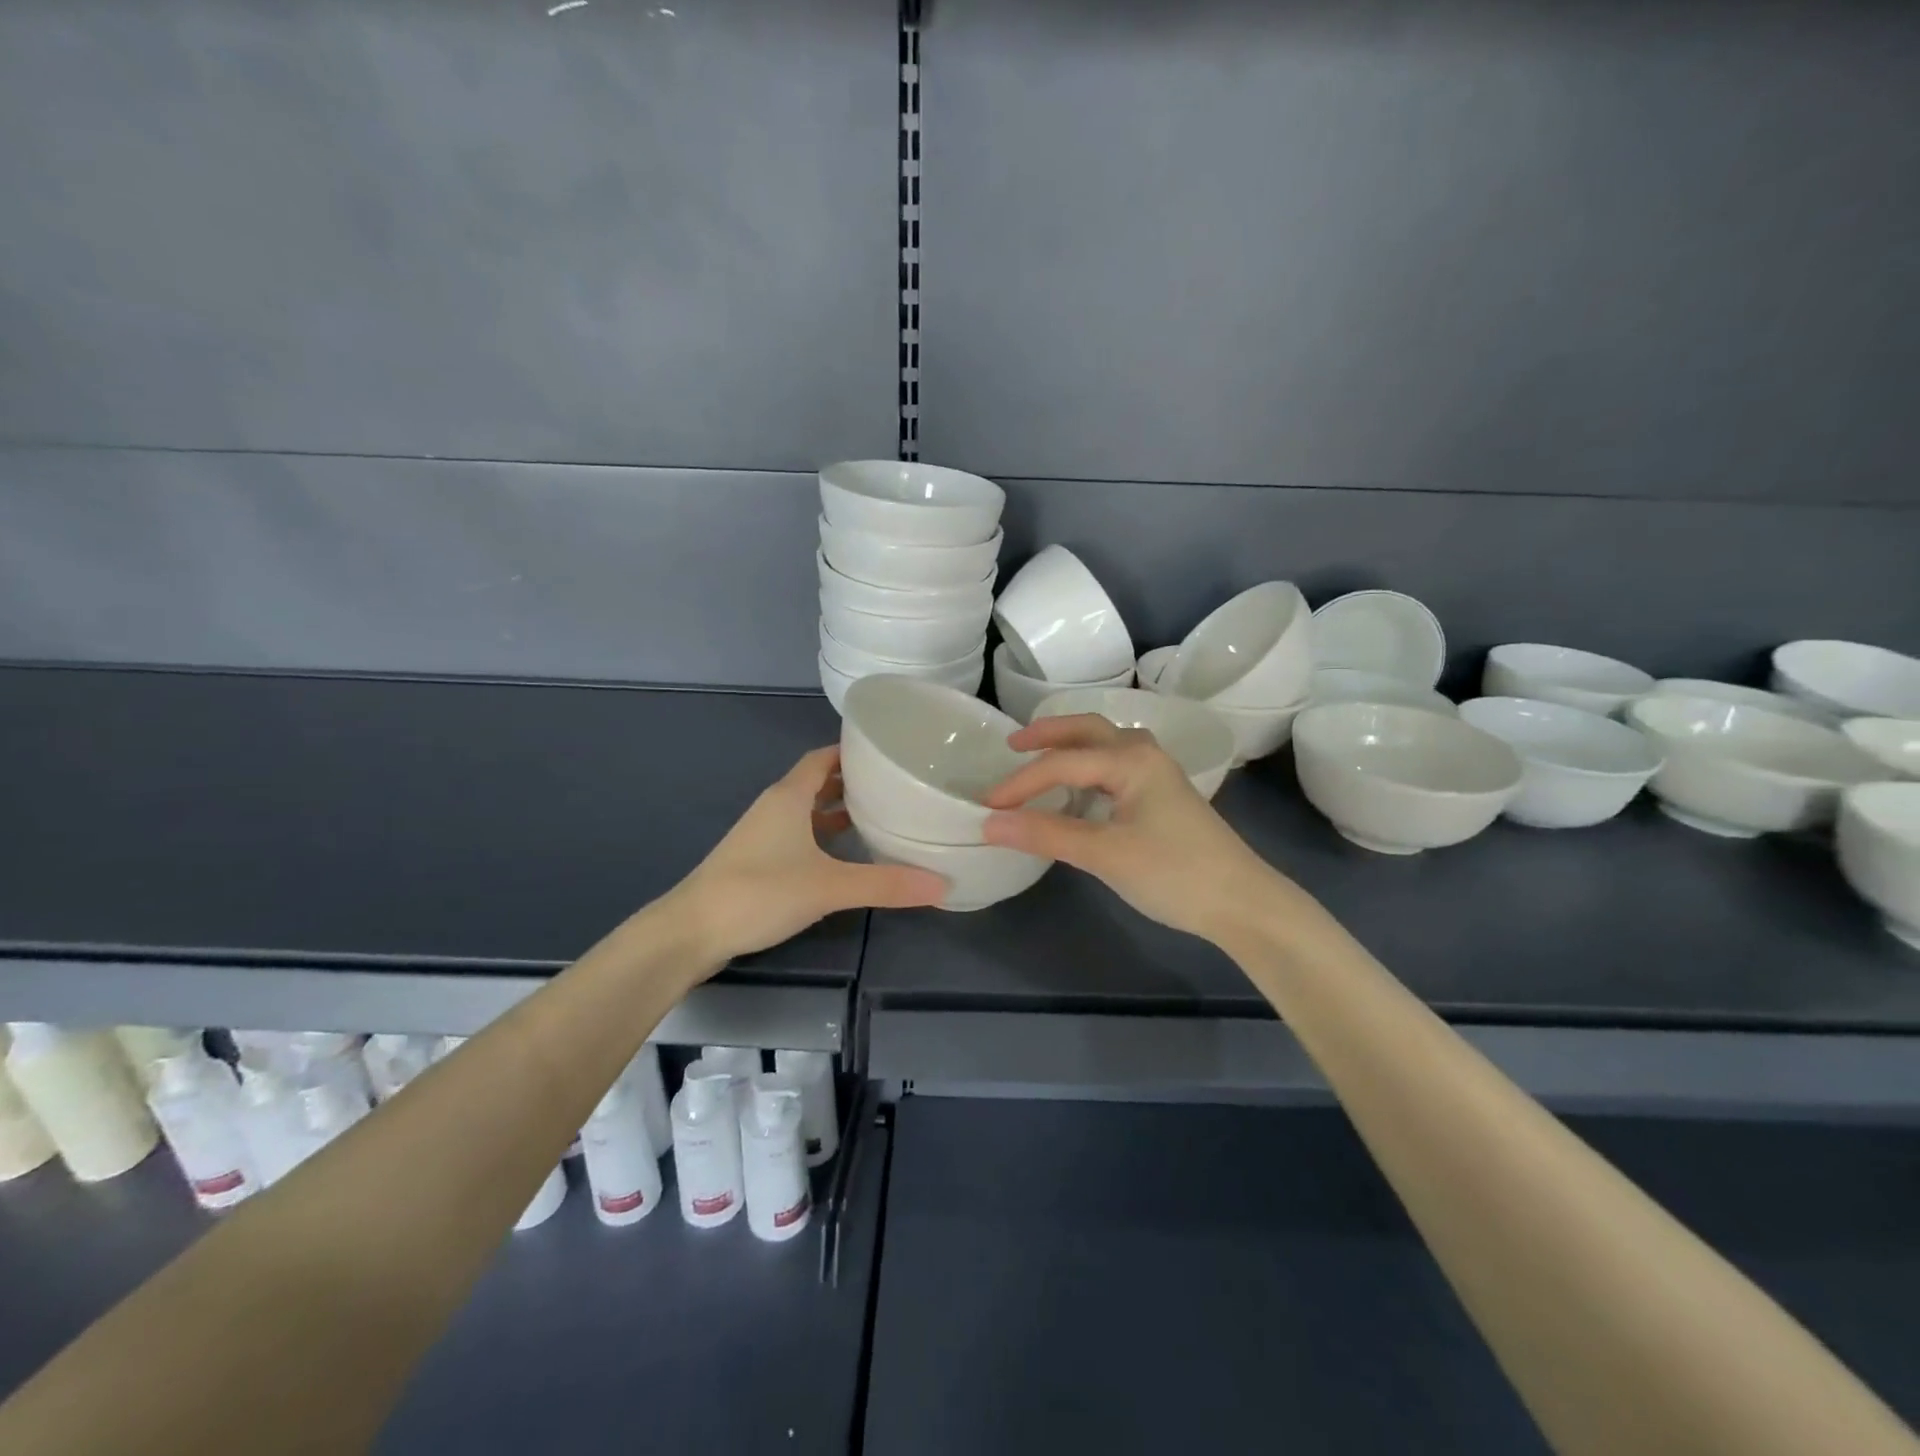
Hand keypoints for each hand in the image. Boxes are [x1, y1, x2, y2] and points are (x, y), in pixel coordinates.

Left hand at [674, 746, 944, 963]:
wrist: (691, 932)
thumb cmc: (759, 892)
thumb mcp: (829, 887)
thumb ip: (885, 884)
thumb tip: (942, 885)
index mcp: (789, 797)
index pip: (823, 757)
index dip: (852, 751)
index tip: (889, 753)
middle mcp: (775, 808)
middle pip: (818, 783)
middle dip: (854, 782)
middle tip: (896, 787)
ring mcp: (763, 836)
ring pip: (808, 812)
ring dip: (838, 812)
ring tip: (880, 818)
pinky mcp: (757, 862)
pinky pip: (799, 837)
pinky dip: (824, 838)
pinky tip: (845, 858)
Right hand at [982, 715, 1293, 943]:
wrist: (1243, 903)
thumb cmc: (1174, 873)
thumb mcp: (1104, 854)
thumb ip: (1046, 834)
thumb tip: (990, 823)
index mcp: (1130, 759)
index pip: (1061, 763)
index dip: (1019, 783)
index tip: (986, 806)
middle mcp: (1144, 754)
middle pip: (1087, 730)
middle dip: (1048, 734)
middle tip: (1011, 745)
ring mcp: (1158, 773)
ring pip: (1104, 745)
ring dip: (1070, 746)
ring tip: (1038, 757)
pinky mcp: (1163, 795)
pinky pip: (1116, 765)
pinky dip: (1088, 767)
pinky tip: (1078, 789)